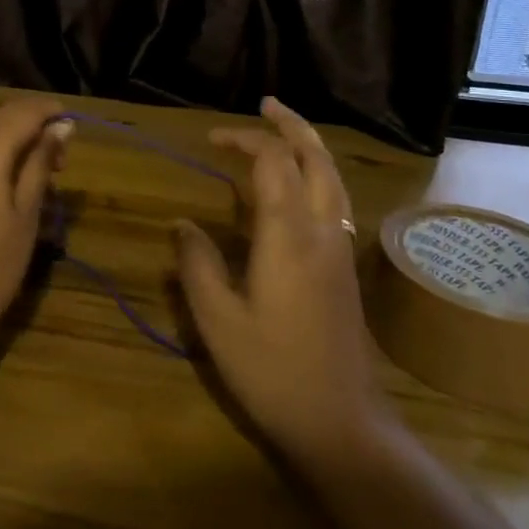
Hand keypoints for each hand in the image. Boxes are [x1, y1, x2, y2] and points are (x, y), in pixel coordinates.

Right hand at [174, 97, 387, 466]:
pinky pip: (335, 201)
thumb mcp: (218, 322)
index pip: (273, 164)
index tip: (212, 139)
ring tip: (284, 131)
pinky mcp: (345, 269)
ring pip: (333, 178)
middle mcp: (321, 232)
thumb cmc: (273, 372)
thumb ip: (197, 265)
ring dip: (310, 146)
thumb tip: (183, 226)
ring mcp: (339, 249)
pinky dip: (318, 174)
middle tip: (266, 104)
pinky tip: (298, 187)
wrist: (342, 424)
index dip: (245, 141)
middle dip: (293, 125)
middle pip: (317, 159)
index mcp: (287, 237)